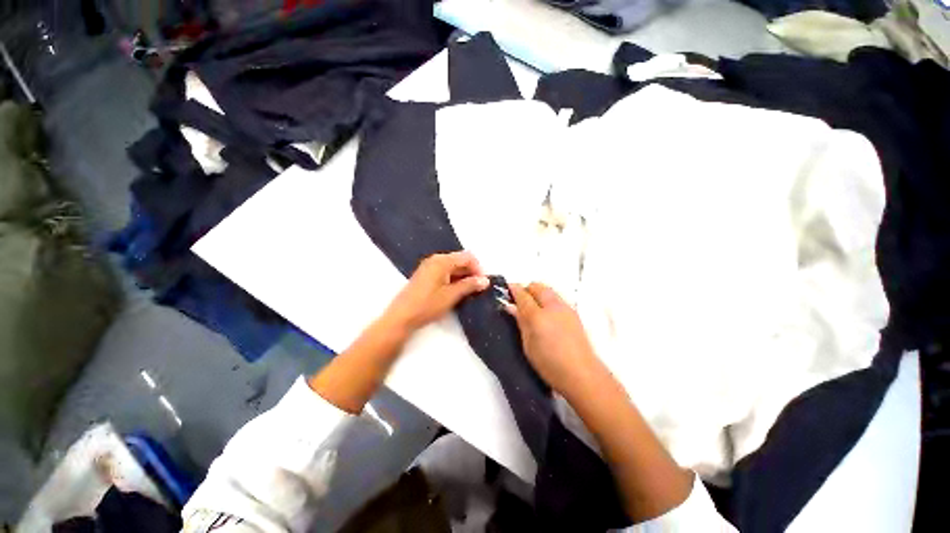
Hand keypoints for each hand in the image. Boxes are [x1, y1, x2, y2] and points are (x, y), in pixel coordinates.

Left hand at [384, 251, 489, 331]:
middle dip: (471, 272)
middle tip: (478, 288)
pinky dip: (453, 279)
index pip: (467, 257)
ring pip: (453, 267)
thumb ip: (469, 285)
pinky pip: (445, 272)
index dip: (478, 268)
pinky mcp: (426, 275)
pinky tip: (456, 291)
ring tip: (469, 292)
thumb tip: (485, 280)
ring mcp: (429, 267)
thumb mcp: (451, 295)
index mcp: (442, 261)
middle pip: (460, 260)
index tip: (483, 283)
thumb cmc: (427, 305)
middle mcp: (435, 259)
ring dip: (463, 277)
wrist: (402, 317)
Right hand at [505, 282, 602, 396]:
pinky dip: (548, 300)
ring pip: (548, 291)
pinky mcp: (574, 313)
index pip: (522, 294)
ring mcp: (565, 308)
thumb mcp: (528, 344)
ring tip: (532, 307)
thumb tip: (511, 306)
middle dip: (526, 289)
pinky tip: (546, 315)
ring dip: (538, 293)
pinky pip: (557, 298)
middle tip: (519, 300)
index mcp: (537, 315)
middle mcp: (553, 306)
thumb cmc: (549, 363)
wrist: (581, 374)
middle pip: (537, 286)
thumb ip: (520, 322)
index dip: (513, 290)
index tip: (506, 289)